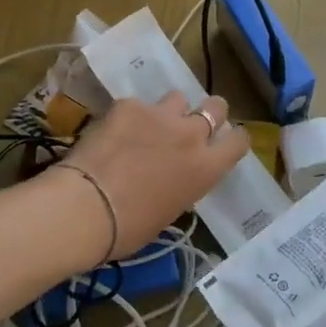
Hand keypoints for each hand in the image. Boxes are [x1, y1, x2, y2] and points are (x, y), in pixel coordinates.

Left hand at [51, 91, 249, 257]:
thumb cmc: (129, 228)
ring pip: (177, 98)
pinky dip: (129, 116)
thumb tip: (174, 178)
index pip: (239, 140)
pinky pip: (136, 105)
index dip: (232, 139)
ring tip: (148, 126)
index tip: (222, 143)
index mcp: (206, 168)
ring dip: (168, 111)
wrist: (86, 207)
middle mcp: (191, 135)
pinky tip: (113, 132)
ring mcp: (160, 115)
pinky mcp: (128, 105)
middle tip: (188, 127)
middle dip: (207, 112)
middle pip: (216, 106)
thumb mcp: (170, 211)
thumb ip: (182, 185)